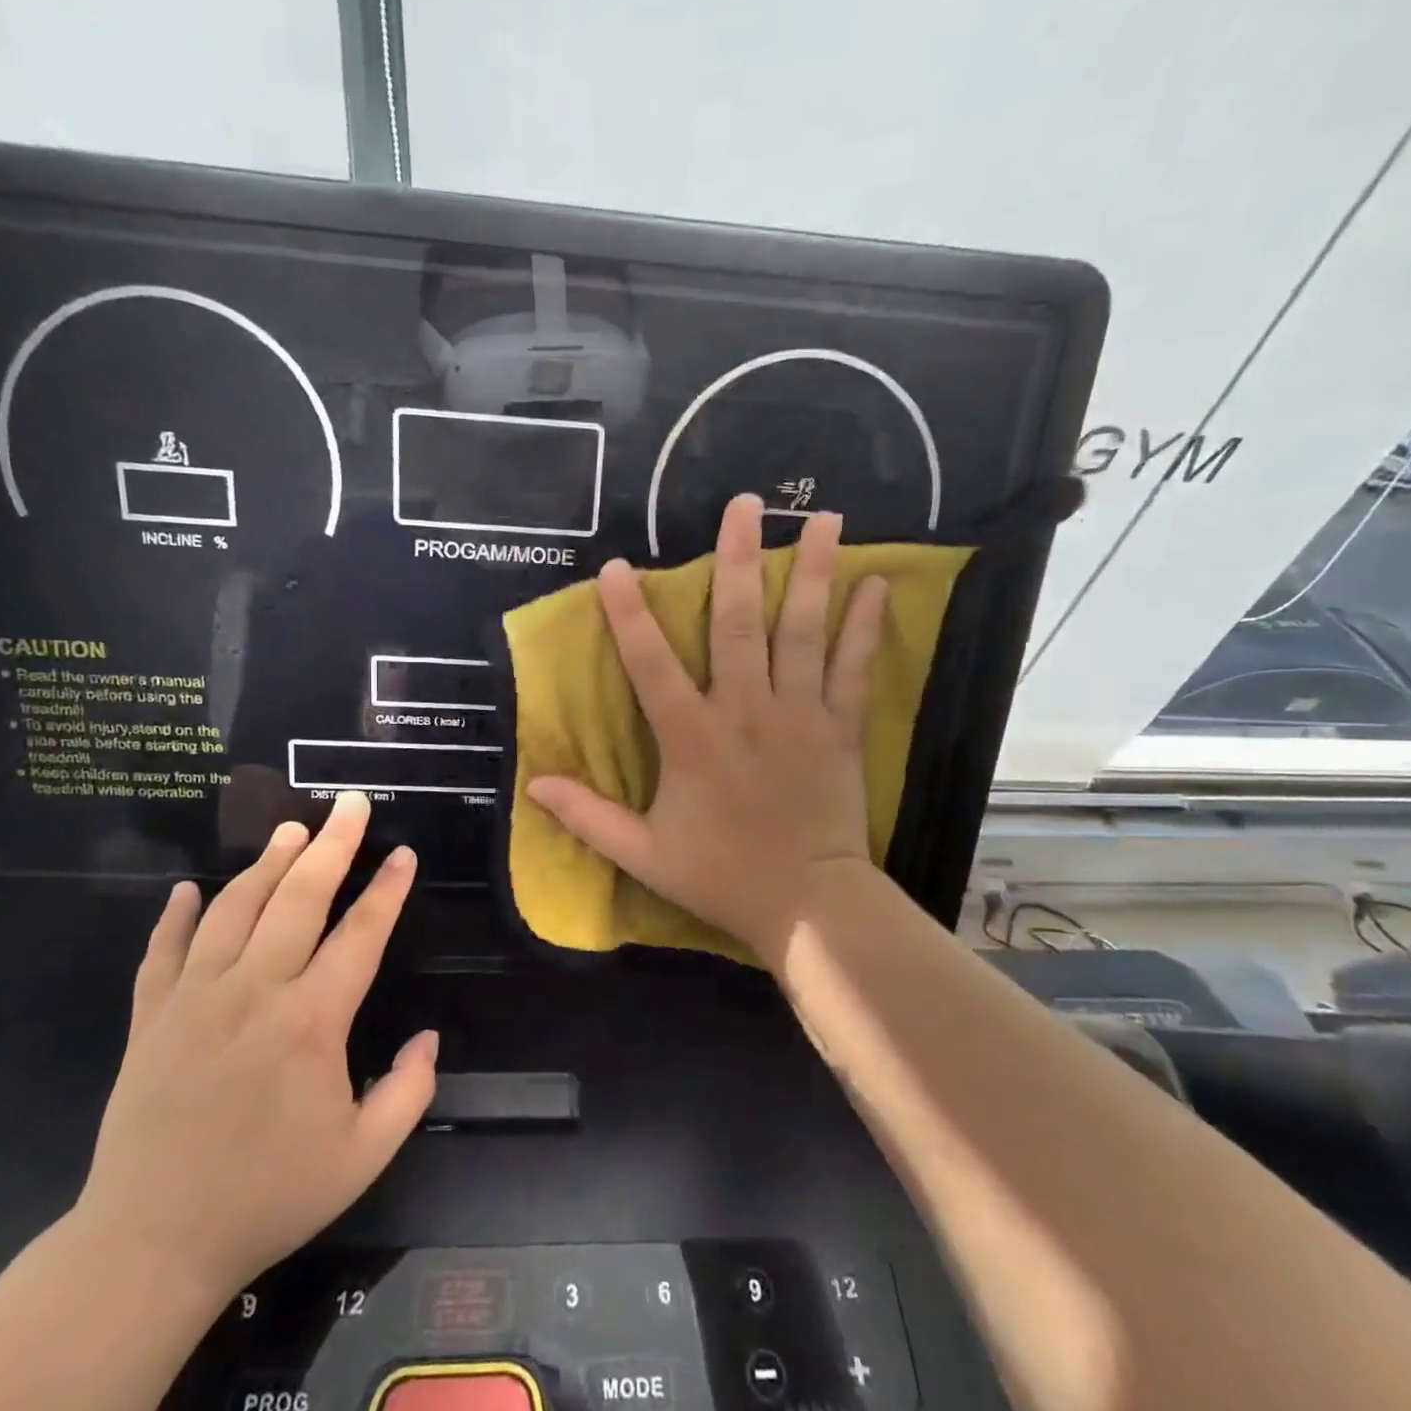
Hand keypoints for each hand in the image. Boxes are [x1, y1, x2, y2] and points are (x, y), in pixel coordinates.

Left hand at [72, 791, 436, 1302]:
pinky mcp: (150, 1019)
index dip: (388, 889)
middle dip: (332, 845)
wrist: (152, 1246)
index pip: (361, 934)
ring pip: (235, 909)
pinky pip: (162, 953)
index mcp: (312, 1021)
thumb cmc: (269, 1197)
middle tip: (349, 804)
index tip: (404, 854)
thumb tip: (428, 1037)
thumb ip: (409, 1091)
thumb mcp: (363, 1156)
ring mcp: (195, 999)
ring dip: (267, 864)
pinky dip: (176, 917)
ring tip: (291, 831)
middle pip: (299, 898)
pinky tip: (188, 890)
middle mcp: (255, 992)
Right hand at [527, 493, 887, 969]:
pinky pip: (853, 669)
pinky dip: (865, 627)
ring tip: (825, 517)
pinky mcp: (838, 729)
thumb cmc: (721, 876)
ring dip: (813, 573)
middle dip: (738, 560)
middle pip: (737, 623)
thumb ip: (588, 816)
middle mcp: (745, 710)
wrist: (806, 905)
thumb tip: (533, 785)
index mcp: (691, 737)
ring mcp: (798, 715)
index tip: (616, 567)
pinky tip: (877, 584)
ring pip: (802, 632)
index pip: (651, 664)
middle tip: (747, 504)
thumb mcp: (642, 853)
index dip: (629, 615)